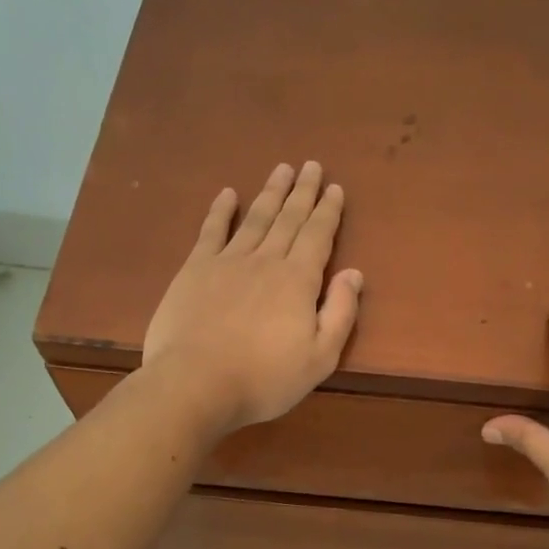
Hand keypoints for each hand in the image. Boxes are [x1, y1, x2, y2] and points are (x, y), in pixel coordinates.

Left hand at [142, 161, 363, 435]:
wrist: (196, 383)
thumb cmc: (265, 379)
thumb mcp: (319, 358)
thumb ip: (340, 313)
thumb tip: (354, 273)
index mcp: (298, 281)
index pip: (318, 236)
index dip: (328, 211)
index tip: (335, 188)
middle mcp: (266, 261)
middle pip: (289, 219)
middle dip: (303, 192)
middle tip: (312, 165)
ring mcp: (227, 262)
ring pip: (255, 218)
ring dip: (270, 193)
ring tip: (282, 169)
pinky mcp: (195, 270)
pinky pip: (212, 231)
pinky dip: (221, 210)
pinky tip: (228, 194)